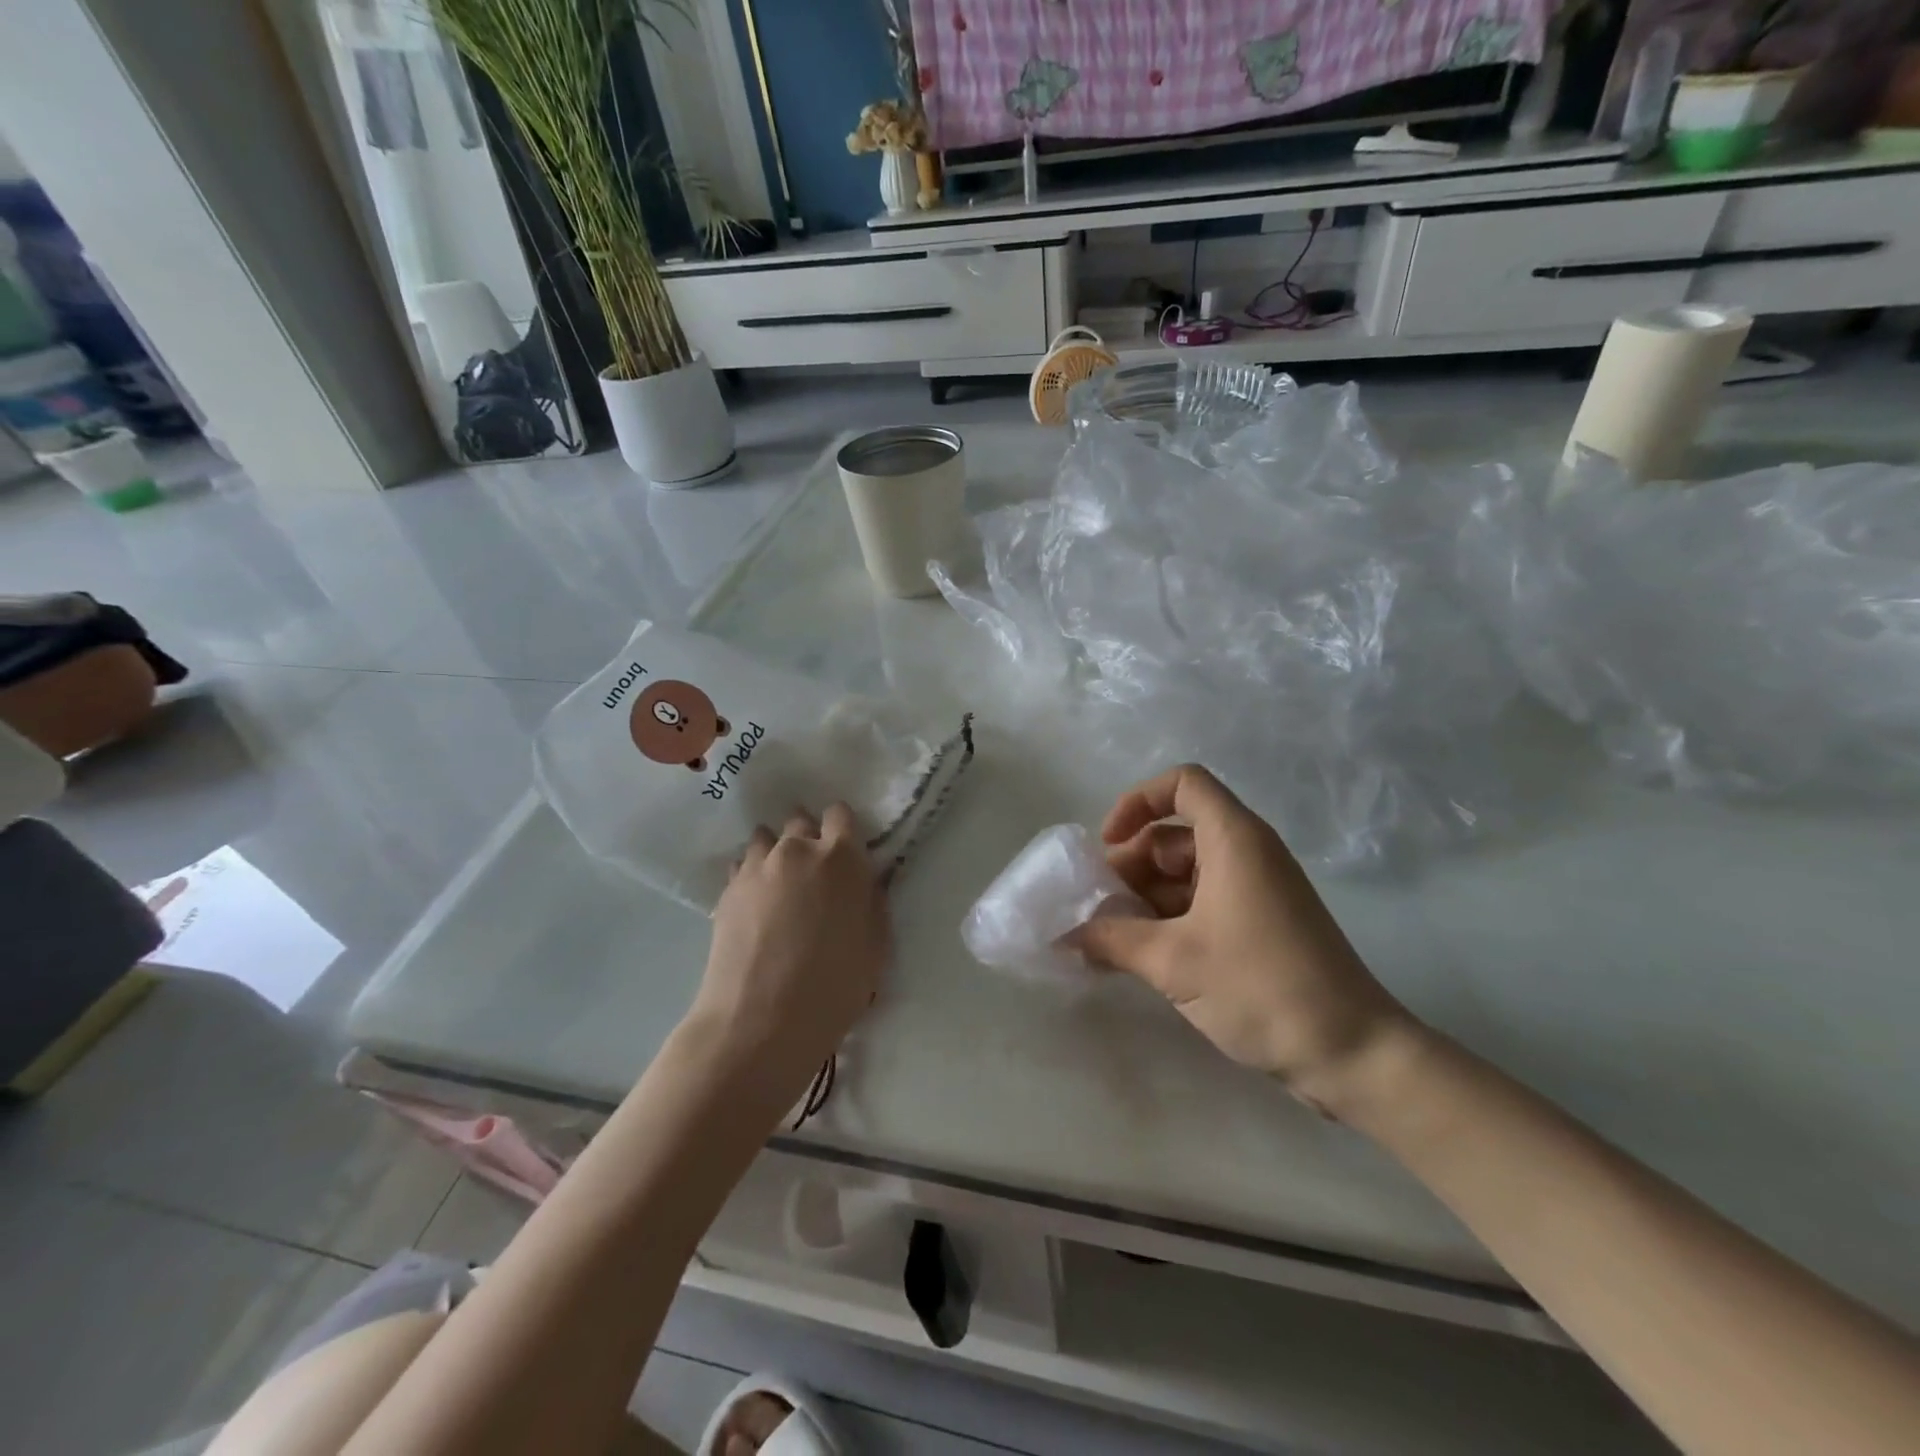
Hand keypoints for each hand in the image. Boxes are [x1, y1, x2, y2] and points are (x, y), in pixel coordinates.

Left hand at [693, 804, 890, 1098]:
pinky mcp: (728, 889)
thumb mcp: (876, 944)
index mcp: (841, 857)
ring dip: (776, 851)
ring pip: (766, 838)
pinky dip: (752, 874)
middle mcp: (797, 849)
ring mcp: (757, 867)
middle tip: (813, 872)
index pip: (840, 814)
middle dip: (809, 837)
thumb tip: (862, 883)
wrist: (762, 1019)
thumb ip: (870, 901)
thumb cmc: (834, 986)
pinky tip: (756, 903)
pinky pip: (743, 865)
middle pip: (800, 820)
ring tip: (780, 883)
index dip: (842, 829)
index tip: (844, 852)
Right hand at [1076, 765, 1415, 1106]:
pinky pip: (1202, 902)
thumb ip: (1110, 940)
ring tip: (1110, 940)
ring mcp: (1255, 890)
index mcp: (1234, 839)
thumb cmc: (1260, 987)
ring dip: (1144, 899)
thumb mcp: (1173, 961)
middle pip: (1175, 834)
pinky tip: (1140, 957)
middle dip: (1130, 865)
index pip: (1182, 783)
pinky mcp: (1260, 925)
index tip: (1109, 845)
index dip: (1138, 802)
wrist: (1352, 1054)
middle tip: (1098, 908)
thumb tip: (1063, 935)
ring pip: (1184, 873)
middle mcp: (1247, 853)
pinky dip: (1168, 920)